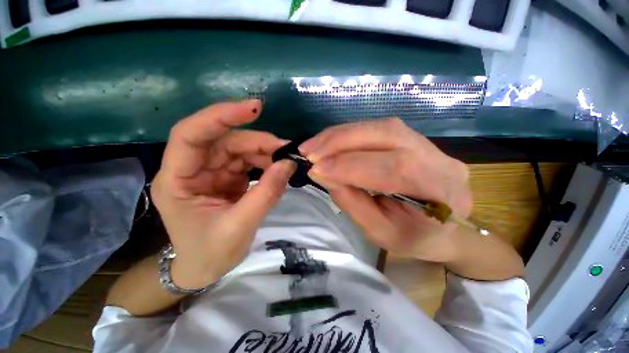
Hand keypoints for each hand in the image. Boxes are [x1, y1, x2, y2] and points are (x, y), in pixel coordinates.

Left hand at [151, 100, 294, 288]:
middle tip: (285, 149)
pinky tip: (277, 169)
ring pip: (239, 149)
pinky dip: (265, 162)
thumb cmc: (211, 253)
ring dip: (264, 152)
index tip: (254, 109)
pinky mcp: (226, 177)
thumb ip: (266, 193)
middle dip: (256, 141)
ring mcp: (211, 172)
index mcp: (177, 180)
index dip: (220, 116)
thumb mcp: (240, 226)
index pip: (191, 134)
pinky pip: (247, 161)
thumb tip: (289, 164)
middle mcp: (192, 169)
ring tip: (285, 162)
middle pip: (224, 141)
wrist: (205, 268)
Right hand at [299, 118, 472, 262]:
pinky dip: (348, 134)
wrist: (447, 228)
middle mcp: (441, 160)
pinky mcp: (413, 138)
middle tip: (308, 150)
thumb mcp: (382, 233)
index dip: (350, 166)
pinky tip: (330, 141)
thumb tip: (323, 175)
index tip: (316, 169)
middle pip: (387, 134)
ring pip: (380, 126)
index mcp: (442, 193)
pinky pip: (377, 128)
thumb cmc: (416, 238)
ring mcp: (429, 144)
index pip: (394, 168)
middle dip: (341, 141)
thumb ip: (353, 203)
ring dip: (341, 134)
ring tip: (314, 145)